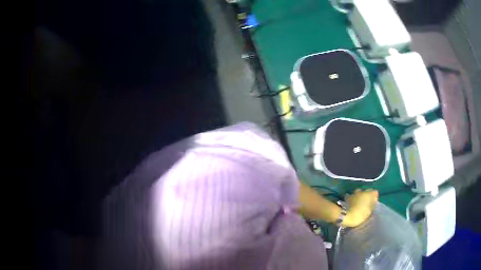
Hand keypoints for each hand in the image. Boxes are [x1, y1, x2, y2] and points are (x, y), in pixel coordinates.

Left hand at [342, 189, 377, 226]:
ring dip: (360, 196)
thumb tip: (372, 204)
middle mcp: (362, 191)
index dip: (375, 197)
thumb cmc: (359, 214)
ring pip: (359, 192)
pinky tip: (353, 204)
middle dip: (368, 196)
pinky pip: (353, 196)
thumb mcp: (369, 212)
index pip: (375, 192)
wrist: (345, 216)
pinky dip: (354, 199)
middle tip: (367, 203)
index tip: (374, 203)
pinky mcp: (348, 197)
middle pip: (367, 191)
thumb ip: (371, 206)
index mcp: (369, 194)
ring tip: (360, 203)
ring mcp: (354, 193)